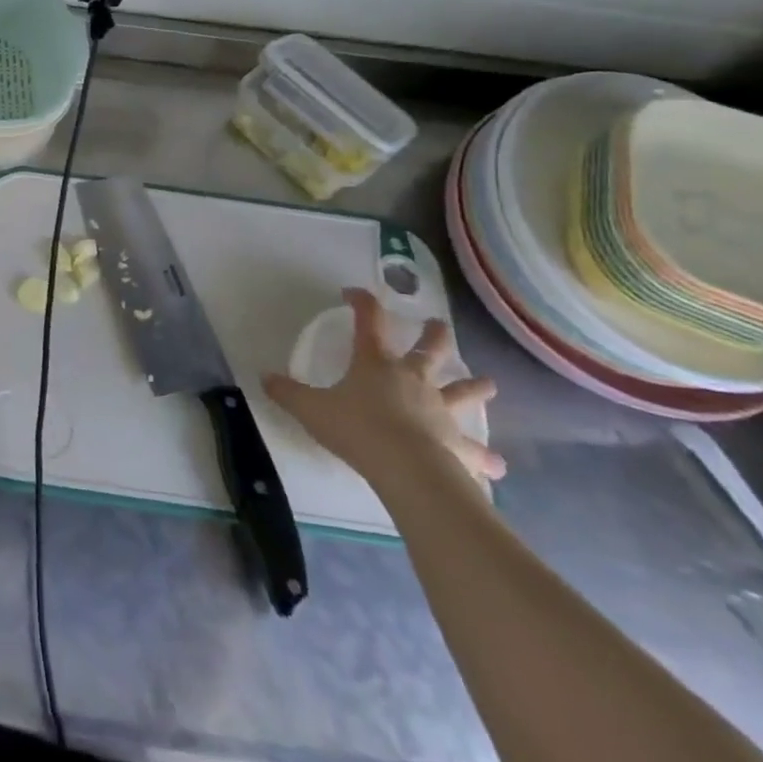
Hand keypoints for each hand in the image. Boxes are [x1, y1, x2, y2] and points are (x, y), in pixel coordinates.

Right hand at [262, 287, 505, 485]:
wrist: (406, 467)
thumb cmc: (357, 429)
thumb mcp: (310, 409)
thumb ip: (287, 392)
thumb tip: (264, 377)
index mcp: (375, 364)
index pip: (369, 321)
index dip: (362, 302)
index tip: (353, 294)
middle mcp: (412, 379)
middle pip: (429, 349)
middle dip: (434, 334)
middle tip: (436, 325)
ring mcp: (439, 410)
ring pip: (463, 392)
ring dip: (476, 387)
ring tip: (490, 383)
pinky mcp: (458, 444)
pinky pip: (476, 450)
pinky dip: (487, 457)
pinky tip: (499, 465)